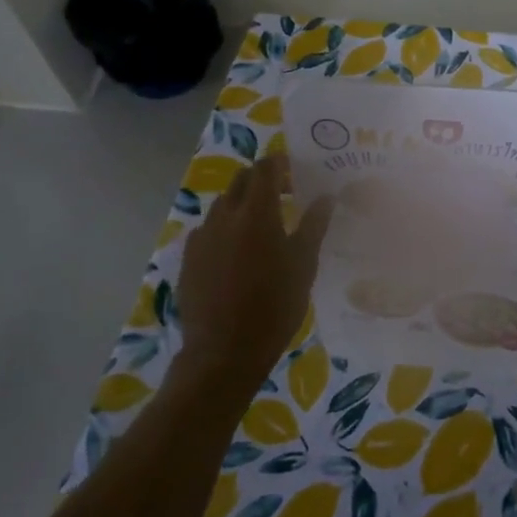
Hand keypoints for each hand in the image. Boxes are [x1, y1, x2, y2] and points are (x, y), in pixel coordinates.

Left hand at [177, 157, 333, 378]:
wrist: (224, 352)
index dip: (280, 164)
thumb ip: (314, 226)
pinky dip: (226, 229)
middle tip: (285, 195)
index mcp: (256, 213)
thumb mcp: (304, 266)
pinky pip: (208, 230)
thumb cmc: (274, 307)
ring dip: (243, 204)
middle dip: (262, 180)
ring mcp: (201, 237)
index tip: (297, 173)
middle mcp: (224, 216)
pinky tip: (238, 253)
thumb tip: (327, 197)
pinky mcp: (188, 258)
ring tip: (263, 226)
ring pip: (223, 205)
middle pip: (241, 181)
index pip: (265, 168)